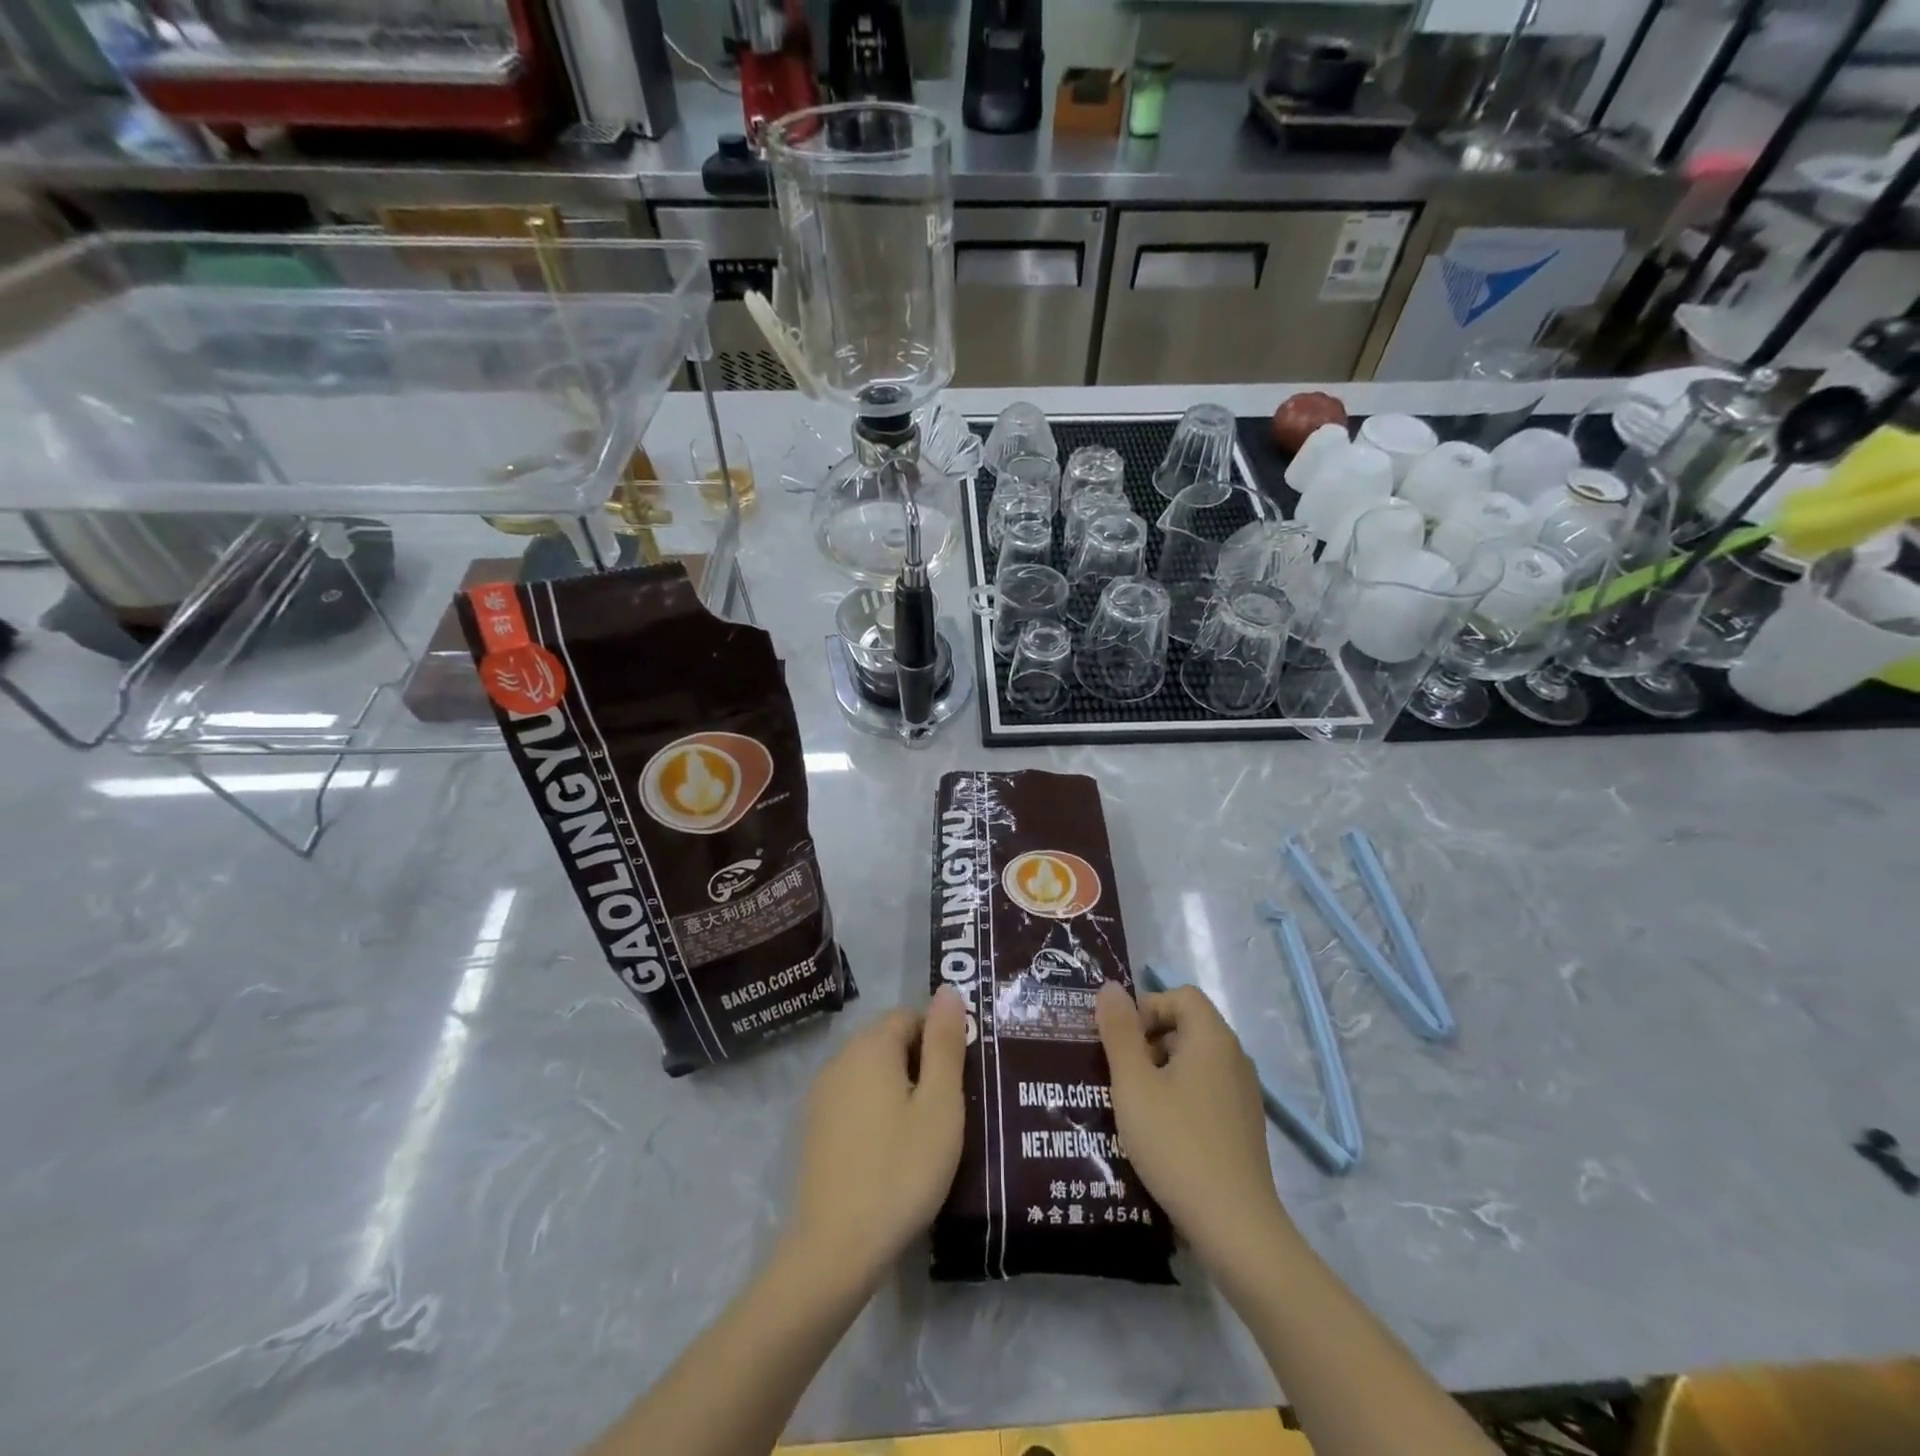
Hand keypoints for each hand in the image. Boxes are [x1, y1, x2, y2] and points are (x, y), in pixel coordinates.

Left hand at [786, 986, 967, 1283]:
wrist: (836, 1248)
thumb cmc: (901, 1169)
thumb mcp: (940, 1104)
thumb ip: (945, 1043)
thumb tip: (947, 989)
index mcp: (870, 1045)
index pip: (910, 1016)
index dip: (940, 1041)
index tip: (959, 1082)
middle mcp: (840, 1058)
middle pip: (889, 1041)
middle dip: (921, 1064)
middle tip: (948, 1110)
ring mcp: (822, 1094)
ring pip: (872, 1072)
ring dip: (900, 1089)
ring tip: (925, 1133)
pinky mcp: (815, 1128)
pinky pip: (855, 1099)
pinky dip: (878, 1112)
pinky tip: (892, 1151)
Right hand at [1096, 981, 1292, 1271]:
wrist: (1235, 1227)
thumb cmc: (1176, 1143)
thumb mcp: (1134, 1083)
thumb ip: (1120, 1031)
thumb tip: (1110, 988)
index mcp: (1212, 1038)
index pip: (1180, 996)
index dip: (1146, 1008)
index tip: (1120, 1042)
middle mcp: (1235, 1057)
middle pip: (1187, 1025)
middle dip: (1148, 1040)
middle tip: (1119, 1073)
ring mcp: (1244, 1094)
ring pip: (1195, 1061)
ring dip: (1161, 1070)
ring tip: (1133, 1104)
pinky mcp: (1244, 1126)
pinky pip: (1206, 1091)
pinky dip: (1180, 1096)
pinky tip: (1160, 1132)